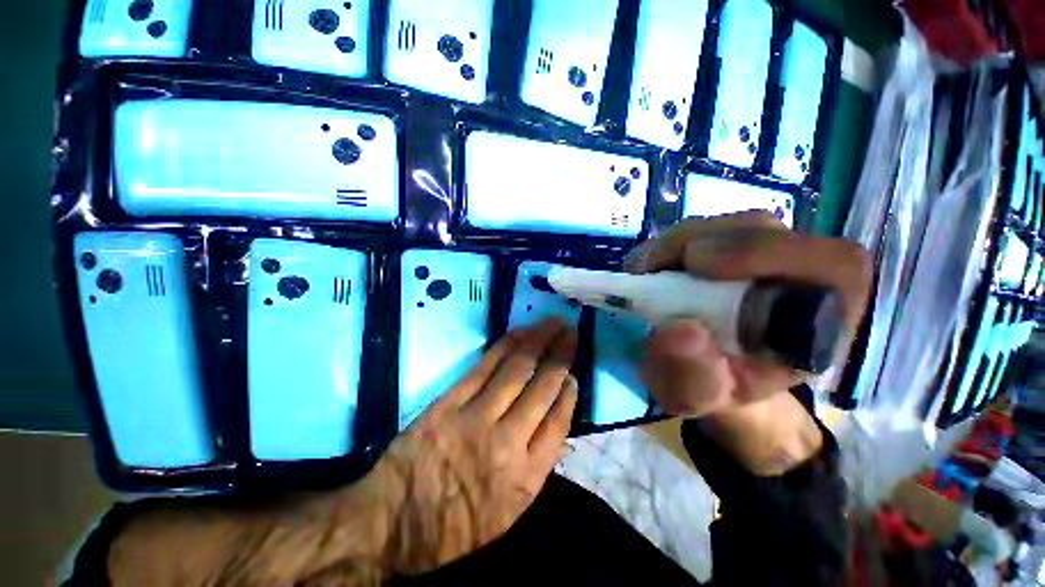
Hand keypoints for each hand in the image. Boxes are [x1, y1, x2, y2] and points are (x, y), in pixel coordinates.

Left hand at [373, 318, 577, 575]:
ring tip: (552, 323)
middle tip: (571, 331)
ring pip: (516, 370)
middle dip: (561, 355)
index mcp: (525, 479)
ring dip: (537, 341)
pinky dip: (505, 346)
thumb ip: (535, 465)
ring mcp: (475, 418)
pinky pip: (483, 368)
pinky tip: (519, 332)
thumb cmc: (453, 526)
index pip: (558, 423)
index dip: (568, 392)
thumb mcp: (507, 513)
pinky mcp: (448, 403)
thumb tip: (553, 418)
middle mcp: (506, 442)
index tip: (573, 373)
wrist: (391, 526)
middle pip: (542, 387)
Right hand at [625, 213, 870, 474]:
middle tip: (651, 270)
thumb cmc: (712, 386)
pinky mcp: (726, 243)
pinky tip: (651, 271)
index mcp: (822, 317)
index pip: (831, 263)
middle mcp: (799, 274)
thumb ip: (693, 376)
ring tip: (646, 276)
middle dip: (698, 244)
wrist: (702, 370)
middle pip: (761, 230)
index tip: (695, 266)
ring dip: (674, 246)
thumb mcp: (696, 397)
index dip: (766, 253)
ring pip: (724, 225)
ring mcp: (762, 251)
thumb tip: (679, 331)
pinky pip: (698, 230)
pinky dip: (666, 246)